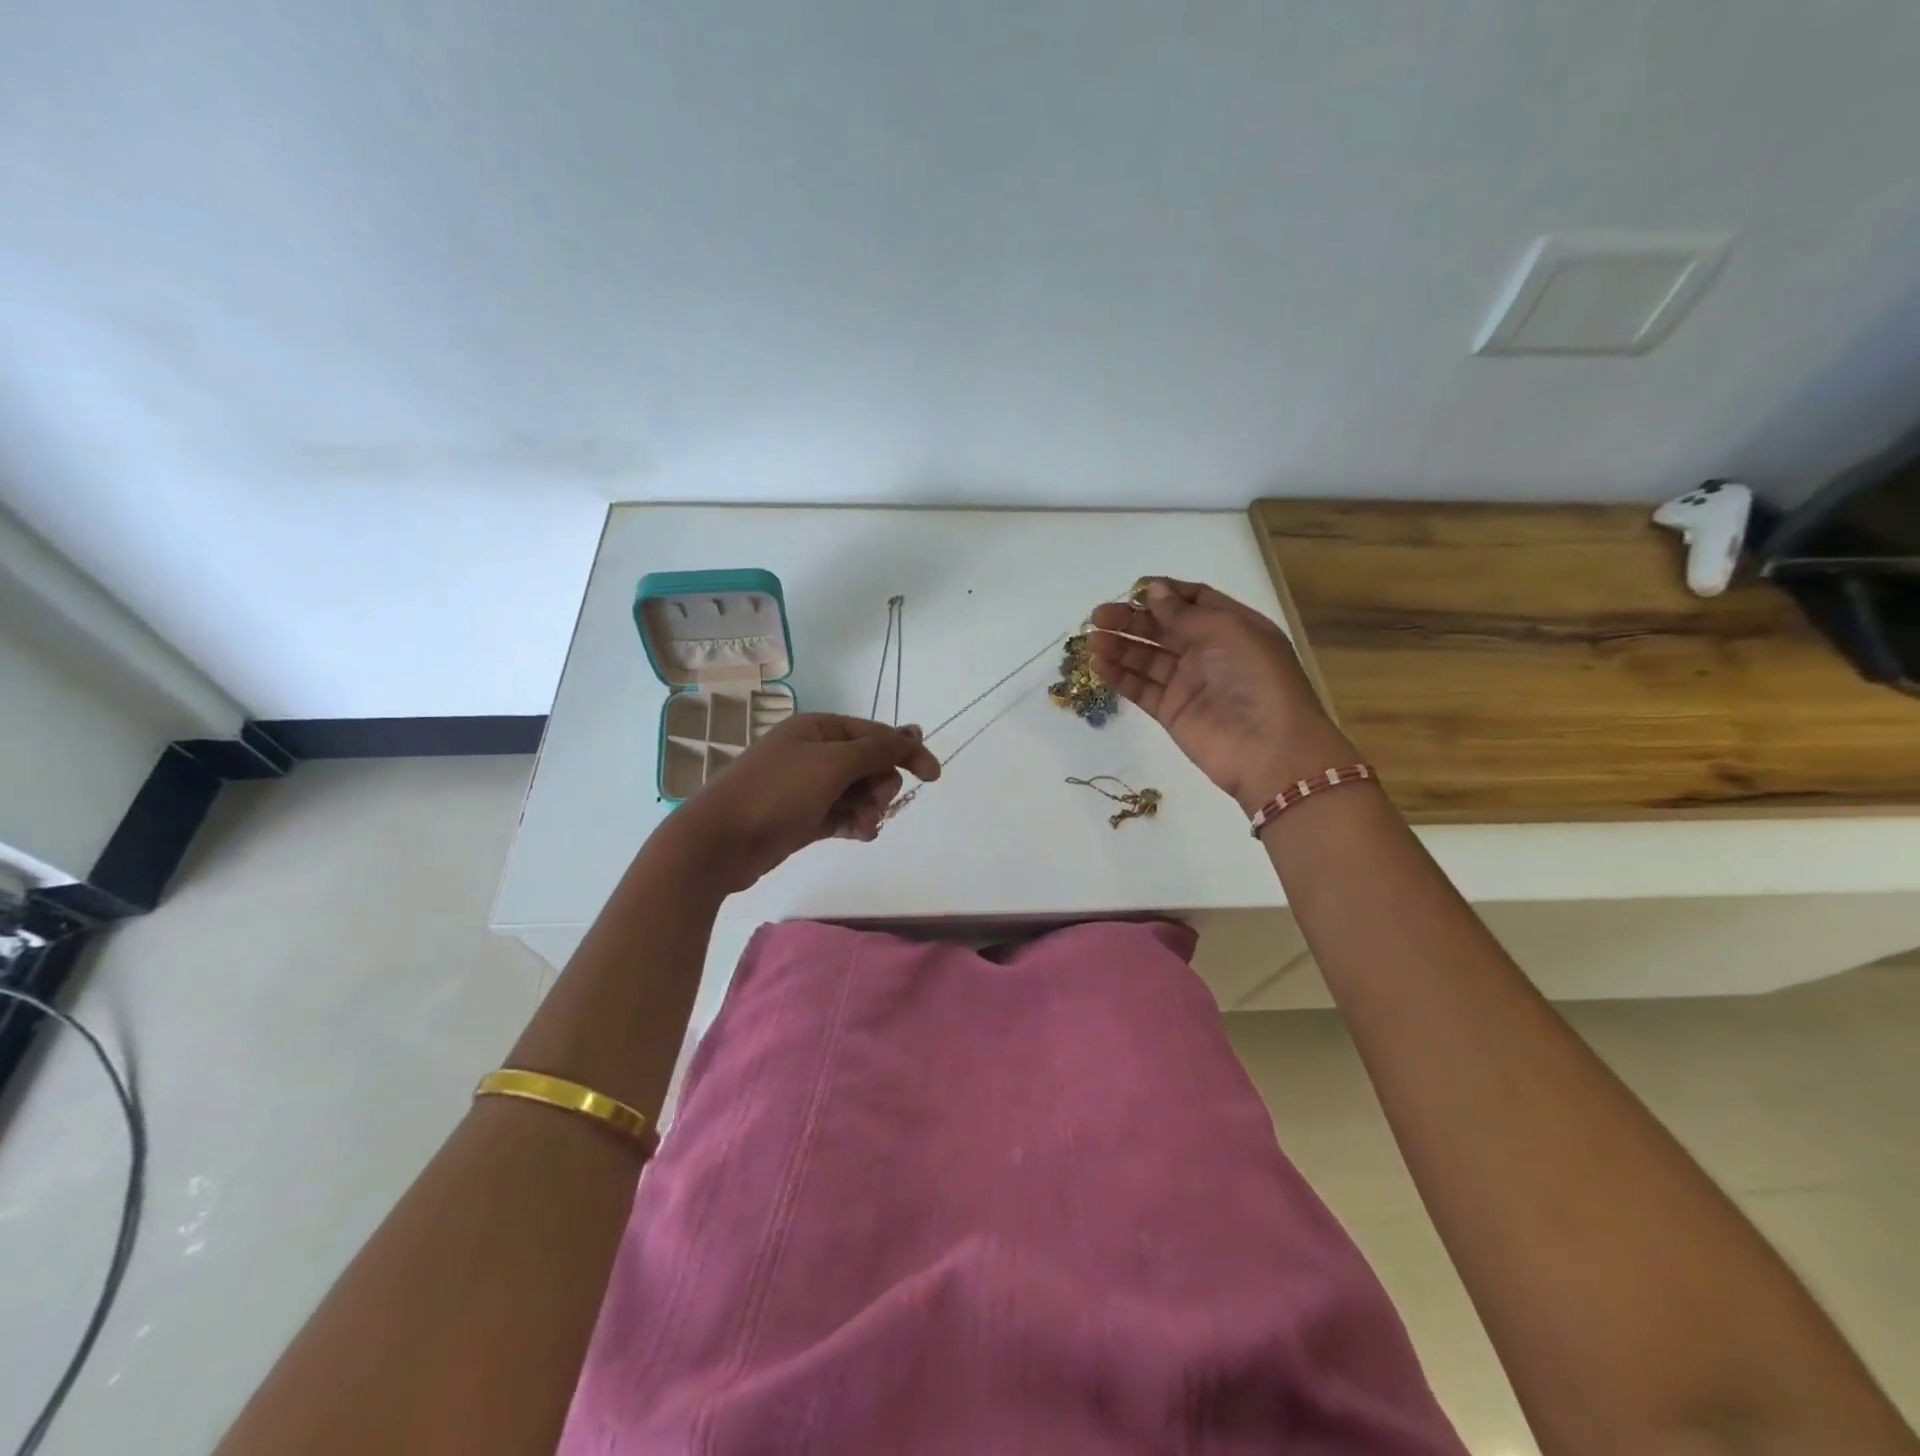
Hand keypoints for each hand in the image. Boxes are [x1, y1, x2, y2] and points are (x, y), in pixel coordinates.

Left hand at [670, 713, 940, 892]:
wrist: (720, 841)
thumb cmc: (776, 792)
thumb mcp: (832, 764)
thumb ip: (877, 750)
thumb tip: (913, 731)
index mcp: (819, 729)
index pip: (876, 734)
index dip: (906, 752)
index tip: (933, 777)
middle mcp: (816, 753)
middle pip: (871, 765)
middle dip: (880, 786)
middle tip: (872, 805)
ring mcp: (810, 786)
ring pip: (860, 792)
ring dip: (870, 808)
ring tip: (862, 826)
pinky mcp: (805, 817)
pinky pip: (844, 815)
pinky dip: (856, 823)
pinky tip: (859, 834)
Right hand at [1089, 579, 1355, 814]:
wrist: (1268, 749)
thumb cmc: (1256, 679)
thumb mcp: (1227, 632)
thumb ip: (1185, 613)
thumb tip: (1152, 591)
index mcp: (1232, 627)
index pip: (1193, 601)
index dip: (1163, 594)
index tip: (1133, 590)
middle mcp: (1209, 651)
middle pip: (1162, 628)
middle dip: (1131, 620)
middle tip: (1098, 616)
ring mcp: (1189, 683)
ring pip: (1146, 658)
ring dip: (1119, 647)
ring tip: (1092, 641)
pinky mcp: (1172, 712)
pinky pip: (1141, 688)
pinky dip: (1119, 677)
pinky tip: (1098, 665)